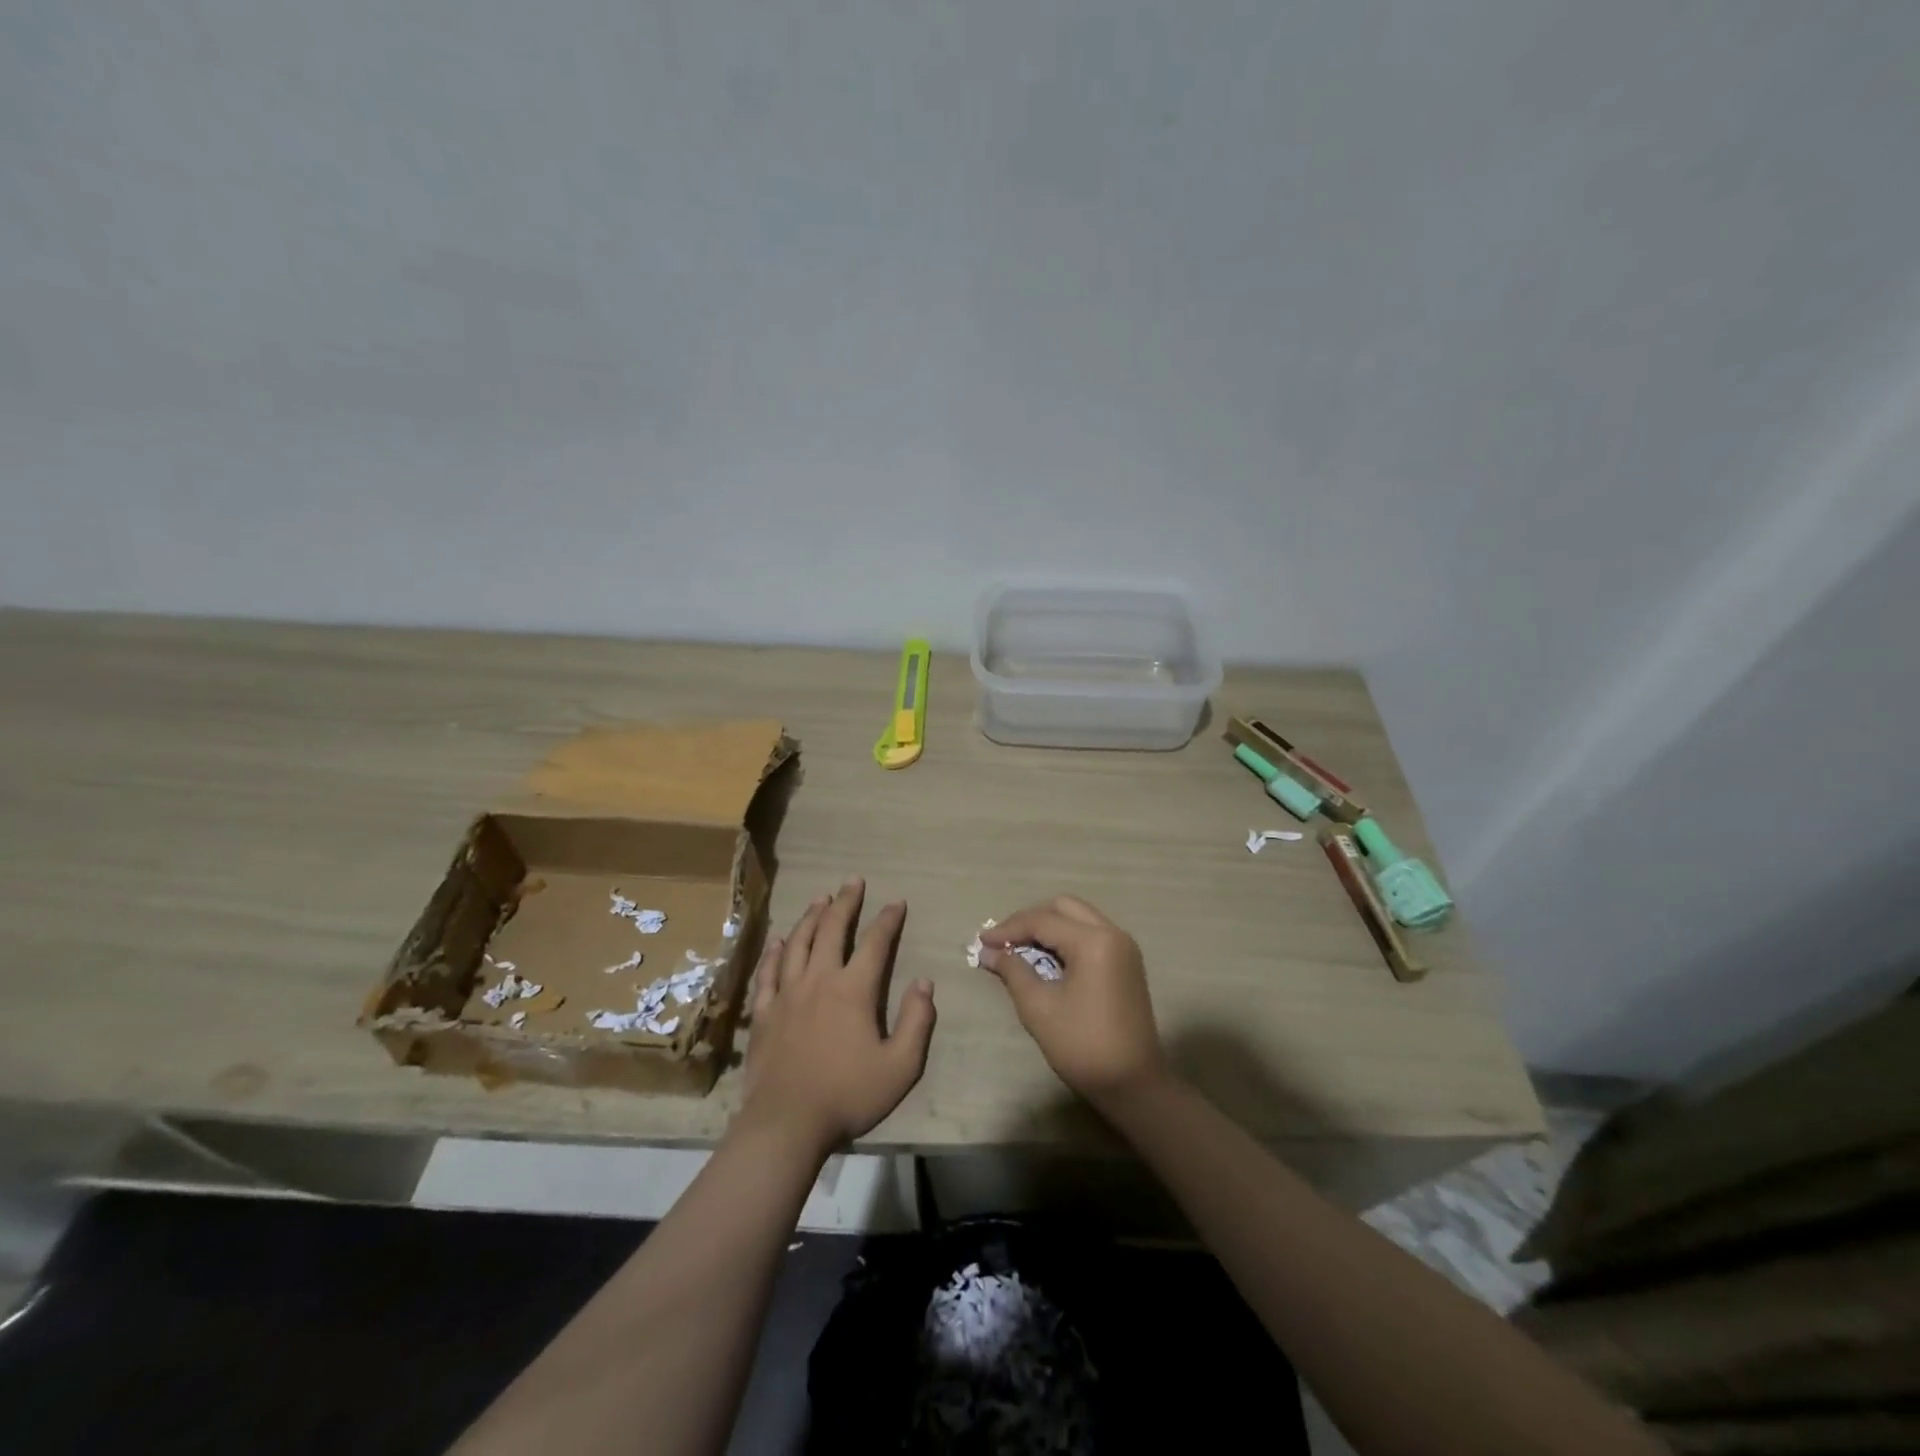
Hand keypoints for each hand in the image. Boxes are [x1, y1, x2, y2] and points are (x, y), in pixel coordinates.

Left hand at [737, 878, 935, 1155]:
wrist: (786, 1123)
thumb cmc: (848, 1095)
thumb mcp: (901, 1066)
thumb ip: (917, 1021)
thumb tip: (924, 982)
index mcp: (853, 990)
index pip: (875, 943)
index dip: (888, 920)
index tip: (897, 903)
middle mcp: (819, 980)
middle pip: (832, 929)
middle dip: (846, 902)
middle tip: (853, 881)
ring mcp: (787, 994)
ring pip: (799, 942)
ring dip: (812, 917)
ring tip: (821, 899)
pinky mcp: (765, 1012)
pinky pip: (768, 971)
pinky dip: (776, 951)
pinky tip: (780, 940)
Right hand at [978, 895, 1167, 1107]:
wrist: (1133, 1085)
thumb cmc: (1082, 1046)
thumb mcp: (1039, 1008)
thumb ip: (1012, 971)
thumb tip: (988, 951)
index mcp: (1094, 942)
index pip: (1043, 921)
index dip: (1008, 929)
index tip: (981, 940)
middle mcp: (1113, 933)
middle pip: (1064, 908)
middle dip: (1030, 920)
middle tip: (1003, 941)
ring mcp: (1124, 947)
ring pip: (1079, 917)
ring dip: (1048, 927)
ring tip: (1019, 948)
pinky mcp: (1127, 962)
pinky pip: (1091, 934)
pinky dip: (1066, 938)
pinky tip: (1046, 957)